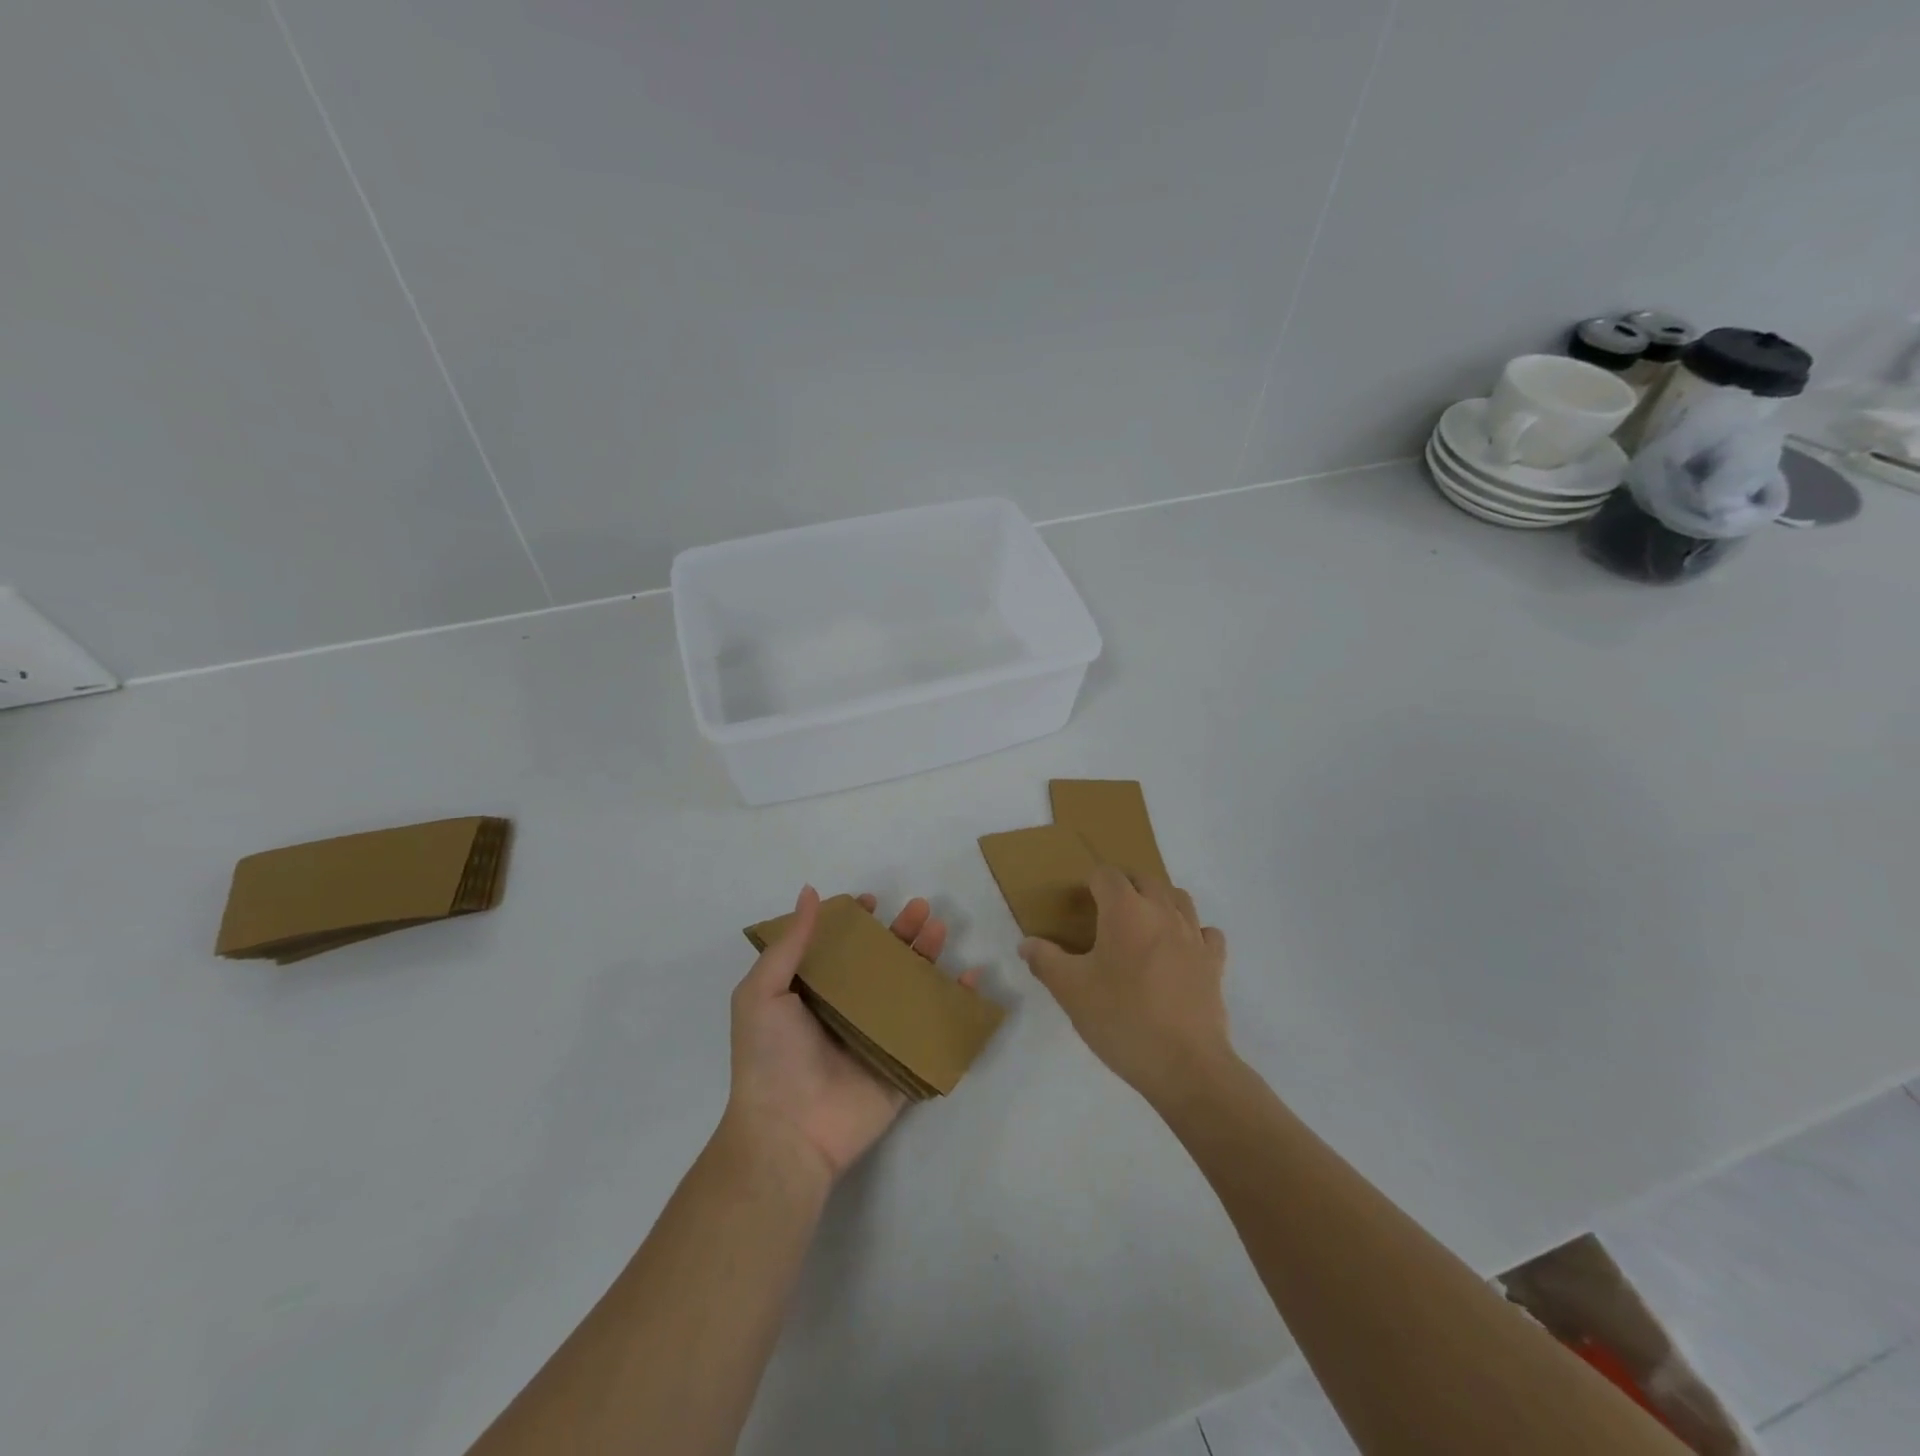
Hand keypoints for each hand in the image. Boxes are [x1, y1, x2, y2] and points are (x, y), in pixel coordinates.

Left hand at [726, 886, 983, 1183]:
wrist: (789, 1133)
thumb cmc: (770, 1057)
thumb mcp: (762, 993)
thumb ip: (790, 944)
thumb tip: (810, 892)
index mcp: (814, 993)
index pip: (841, 948)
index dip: (856, 923)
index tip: (871, 901)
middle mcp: (848, 1010)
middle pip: (882, 962)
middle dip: (901, 932)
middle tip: (920, 908)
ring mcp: (878, 1036)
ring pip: (910, 987)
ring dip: (927, 956)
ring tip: (939, 929)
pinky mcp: (904, 1062)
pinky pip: (934, 1028)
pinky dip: (956, 1003)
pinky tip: (970, 977)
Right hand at [1019, 866, 1231, 1105]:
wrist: (1185, 1065)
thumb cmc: (1121, 1019)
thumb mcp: (1070, 991)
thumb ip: (1045, 961)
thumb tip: (1026, 944)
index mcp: (1125, 910)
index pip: (1106, 875)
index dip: (1090, 883)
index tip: (1079, 905)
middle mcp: (1162, 911)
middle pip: (1144, 879)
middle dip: (1124, 886)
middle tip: (1105, 914)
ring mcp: (1193, 936)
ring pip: (1179, 898)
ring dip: (1159, 902)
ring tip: (1142, 926)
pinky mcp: (1214, 962)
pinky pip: (1206, 932)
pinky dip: (1193, 932)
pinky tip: (1180, 951)